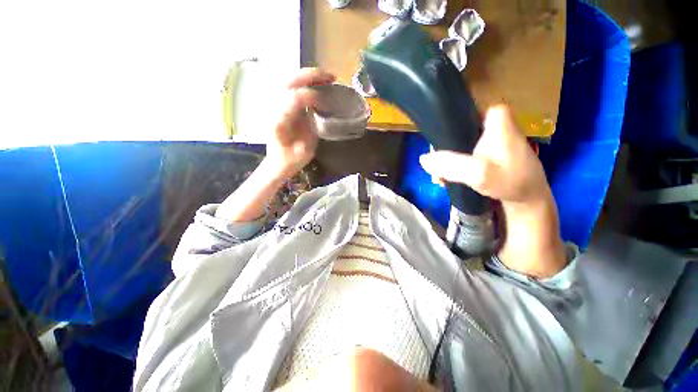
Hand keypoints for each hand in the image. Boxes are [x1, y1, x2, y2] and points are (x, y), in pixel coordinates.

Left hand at [265, 68, 335, 178]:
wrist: (277, 163)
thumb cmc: (291, 160)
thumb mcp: (304, 150)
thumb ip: (311, 129)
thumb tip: (319, 110)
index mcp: (279, 122)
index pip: (294, 98)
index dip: (313, 95)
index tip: (328, 101)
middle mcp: (274, 109)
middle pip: (290, 82)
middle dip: (311, 76)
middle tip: (331, 77)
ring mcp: (275, 105)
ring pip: (289, 80)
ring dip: (309, 76)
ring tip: (327, 78)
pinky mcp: (280, 106)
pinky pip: (292, 88)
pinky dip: (306, 83)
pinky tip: (318, 84)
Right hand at [419, 105, 565, 277]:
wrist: (527, 199)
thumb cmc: (510, 182)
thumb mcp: (479, 173)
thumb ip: (451, 165)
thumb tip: (423, 159)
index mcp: (495, 116)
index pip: (460, 111)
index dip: (442, 127)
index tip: (434, 147)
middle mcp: (492, 121)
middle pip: (455, 130)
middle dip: (442, 151)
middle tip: (435, 169)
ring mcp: (489, 136)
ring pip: (457, 142)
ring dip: (446, 161)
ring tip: (440, 178)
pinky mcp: (487, 150)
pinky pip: (463, 152)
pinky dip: (454, 164)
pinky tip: (447, 177)